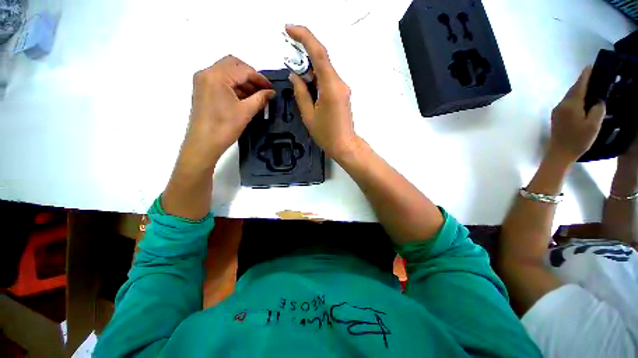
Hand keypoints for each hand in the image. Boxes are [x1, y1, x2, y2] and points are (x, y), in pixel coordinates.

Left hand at [180, 55, 274, 170]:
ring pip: (227, 72)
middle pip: (233, 64)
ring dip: (242, 81)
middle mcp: (207, 73)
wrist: (204, 143)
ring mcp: (203, 81)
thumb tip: (271, 93)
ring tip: (256, 96)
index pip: (243, 69)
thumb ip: (260, 98)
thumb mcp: (246, 112)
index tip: (271, 88)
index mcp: (217, 76)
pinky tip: (245, 98)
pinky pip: (221, 81)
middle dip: (250, 75)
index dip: (260, 78)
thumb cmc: (224, 127)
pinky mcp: (202, 90)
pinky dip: (234, 86)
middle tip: (262, 89)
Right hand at [286, 25, 358, 159]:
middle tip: (288, 55)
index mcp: (331, 87)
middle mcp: (339, 83)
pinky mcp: (342, 94)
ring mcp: (342, 88)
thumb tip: (295, 76)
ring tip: (296, 75)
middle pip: (322, 59)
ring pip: (324, 70)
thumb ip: (301, 93)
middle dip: (304, 53)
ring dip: (309, 68)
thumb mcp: (308, 115)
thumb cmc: (326, 134)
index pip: (319, 53)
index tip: (289, 29)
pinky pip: (328, 79)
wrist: (344, 145)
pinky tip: (307, 85)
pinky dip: (316, 78)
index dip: (304, 37)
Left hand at [547, 66, 605, 163]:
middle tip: (594, 75)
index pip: (579, 86)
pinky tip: (583, 100)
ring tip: (590, 86)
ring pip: (570, 96)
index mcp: (571, 105)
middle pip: (573, 90)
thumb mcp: (593, 125)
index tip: (590, 66)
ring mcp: (557, 111)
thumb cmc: (578, 140)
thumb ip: (597, 109)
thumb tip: (597, 101)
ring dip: (579, 90)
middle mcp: (561, 105)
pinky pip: (567, 103)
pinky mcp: (556, 117)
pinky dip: (575, 98)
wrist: (559, 153)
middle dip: (583, 81)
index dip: (585, 75)